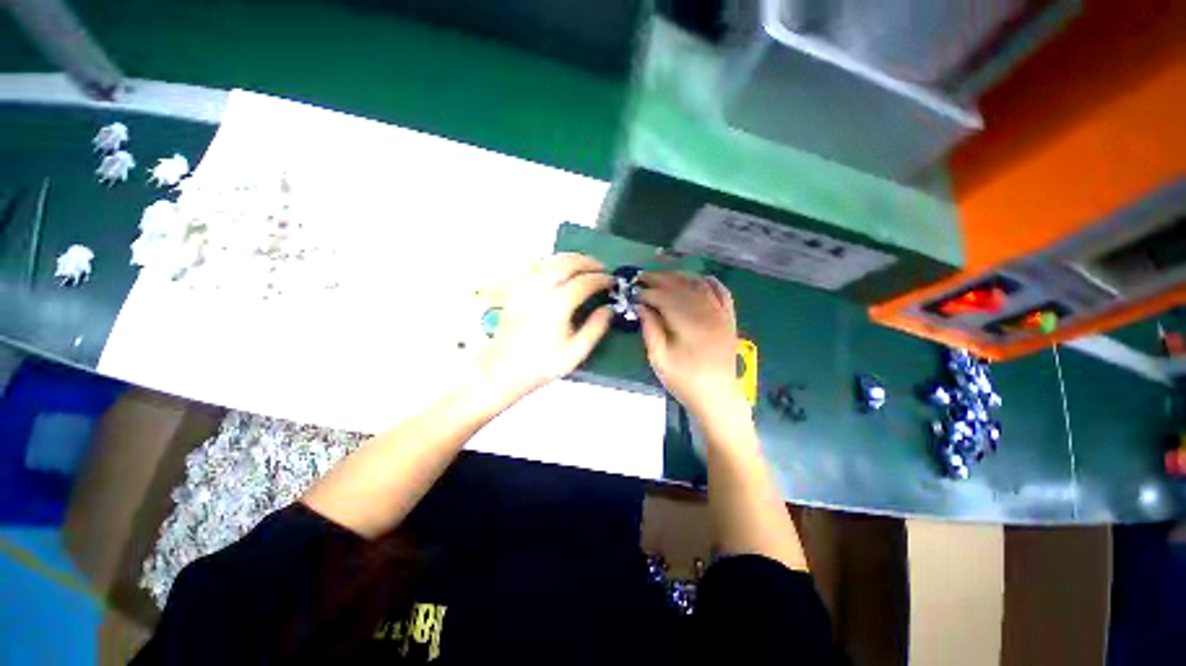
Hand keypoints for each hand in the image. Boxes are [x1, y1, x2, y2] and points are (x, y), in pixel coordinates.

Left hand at [476, 253, 613, 408]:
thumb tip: (608, 309)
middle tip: (602, 268)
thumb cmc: (542, 363)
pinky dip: (551, 262)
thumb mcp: (576, 351)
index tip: (611, 281)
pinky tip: (558, 268)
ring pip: (551, 260)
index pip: (585, 281)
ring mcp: (526, 286)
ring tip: (584, 265)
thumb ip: (595, 328)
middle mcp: (541, 289)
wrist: (504, 369)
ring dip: (571, 258)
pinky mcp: (515, 289)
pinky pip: (535, 265)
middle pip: (568, 263)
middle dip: (588, 262)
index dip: (601, 279)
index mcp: (558, 304)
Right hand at [637, 272, 744, 419]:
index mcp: (689, 324)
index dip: (647, 293)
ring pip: (699, 284)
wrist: (717, 396)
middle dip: (659, 279)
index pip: (664, 298)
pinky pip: (721, 291)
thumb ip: (650, 329)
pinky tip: (695, 279)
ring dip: (679, 276)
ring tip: (661, 276)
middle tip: (641, 277)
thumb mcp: (659, 359)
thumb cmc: (684, 381)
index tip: (633, 294)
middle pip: (681, 286)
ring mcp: (721, 313)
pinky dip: (707, 281)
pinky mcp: (729, 317)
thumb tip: (640, 305)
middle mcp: (707, 313)